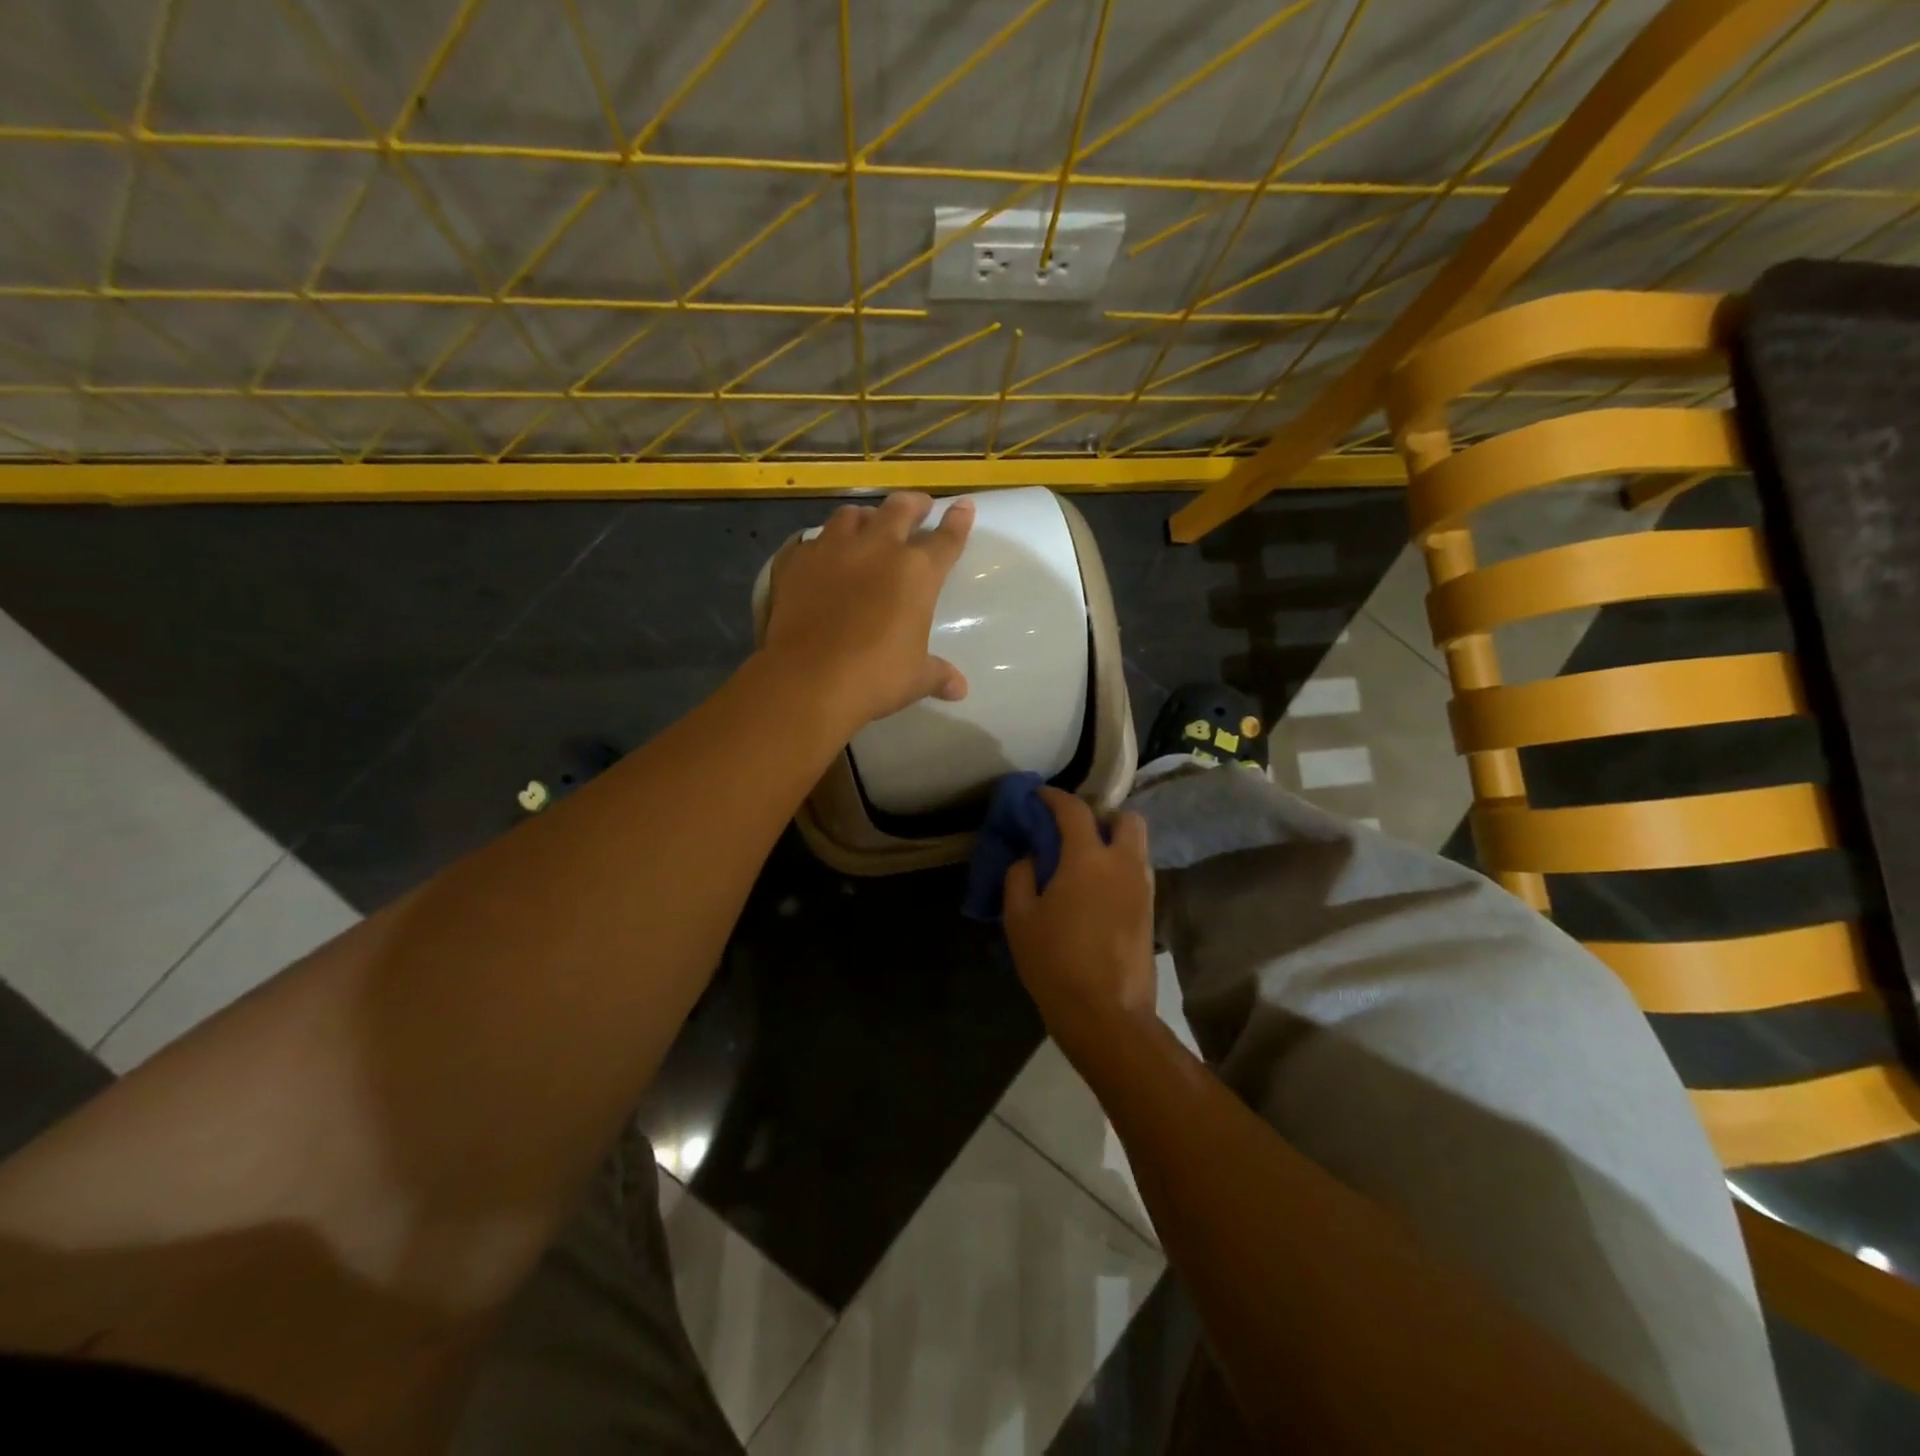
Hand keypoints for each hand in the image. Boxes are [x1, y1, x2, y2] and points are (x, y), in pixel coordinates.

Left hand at [763, 492, 974, 730]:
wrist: (809, 679)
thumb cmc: (875, 677)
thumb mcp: (915, 678)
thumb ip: (938, 675)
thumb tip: (959, 690)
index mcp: (916, 572)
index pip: (945, 539)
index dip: (957, 521)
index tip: (963, 506)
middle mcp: (876, 548)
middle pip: (899, 509)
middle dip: (913, 505)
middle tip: (918, 506)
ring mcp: (832, 550)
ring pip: (851, 515)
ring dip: (864, 517)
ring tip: (867, 523)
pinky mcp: (796, 562)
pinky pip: (811, 541)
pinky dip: (821, 543)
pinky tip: (820, 554)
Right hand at [1003, 788, 1155, 1042]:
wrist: (1106, 1014)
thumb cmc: (1055, 962)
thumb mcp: (1020, 918)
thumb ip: (1020, 876)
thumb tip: (1031, 857)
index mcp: (1088, 859)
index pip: (1075, 810)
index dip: (1054, 797)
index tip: (1039, 796)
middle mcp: (1123, 864)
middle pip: (1126, 818)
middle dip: (1102, 815)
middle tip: (1075, 832)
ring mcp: (1143, 888)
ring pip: (1137, 846)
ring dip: (1114, 842)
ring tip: (1084, 862)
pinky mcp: (1151, 912)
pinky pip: (1138, 872)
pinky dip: (1120, 868)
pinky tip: (1098, 891)